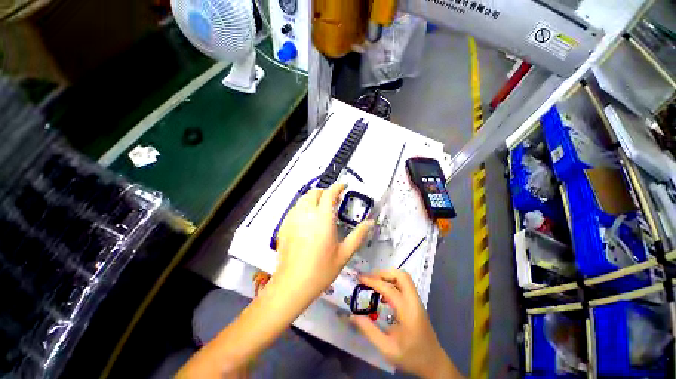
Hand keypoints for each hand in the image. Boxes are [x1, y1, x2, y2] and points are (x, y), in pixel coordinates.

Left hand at [275, 182, 372, 300]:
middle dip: (325, 192)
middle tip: (333, 199)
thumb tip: (370, 222)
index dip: (337, 187)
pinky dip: (303, 206)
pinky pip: (295, 208)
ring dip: (313, 198)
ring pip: (303, 199)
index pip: (329, 194)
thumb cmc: (322, 270)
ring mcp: (293, 219)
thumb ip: (358, 235)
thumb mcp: (344, 253)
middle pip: (314, 193)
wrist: (293, 284)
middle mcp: (306, 214)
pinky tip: (307, 217)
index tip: (343, 186)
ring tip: (320, 207)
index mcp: (323, 218)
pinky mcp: (284, 225)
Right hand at [351, 270, 462, 378]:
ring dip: (388, 276)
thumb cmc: (411, 357)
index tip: (360, 279)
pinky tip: (384, 294)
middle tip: (370, 279)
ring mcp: (417, 301)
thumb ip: (369, 331)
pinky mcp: (416, 303)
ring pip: (404, 278)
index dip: (373, 281)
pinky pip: (404, 285)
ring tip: (374, 283)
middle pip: (401, 276)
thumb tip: (353, 316)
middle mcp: (414, 301)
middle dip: (384, 273)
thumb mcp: (387, 349)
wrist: (434, 364)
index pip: (389, 289)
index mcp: (408, 311)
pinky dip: (393, 283)